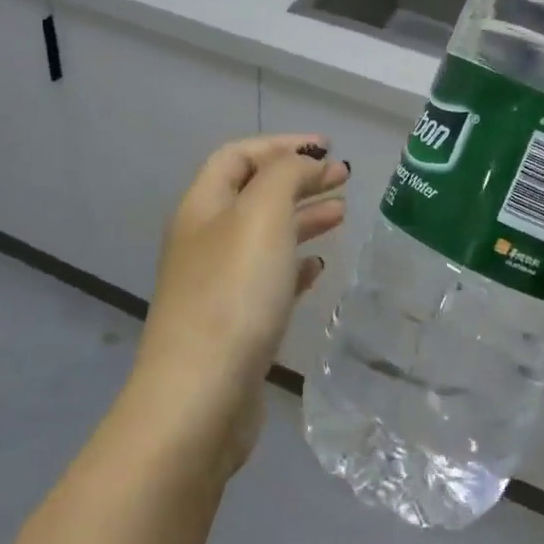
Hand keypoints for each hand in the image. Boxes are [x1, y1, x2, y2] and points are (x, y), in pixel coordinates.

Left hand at [134, 135, 349, 471]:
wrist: (199, 399)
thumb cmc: (233, 293)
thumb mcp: (262, 214)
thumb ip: (286, 175)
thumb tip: (307, 163)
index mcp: (203, 207)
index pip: (239, 155)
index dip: (281, 145)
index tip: (327, 148)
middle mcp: (205, 239)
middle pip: (254, 194)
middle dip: (298, 179)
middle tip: (343, 178)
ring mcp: (218, 283)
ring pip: (265, 235)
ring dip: (302, 218)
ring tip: (341, 214)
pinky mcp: (235, 323)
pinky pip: (269, 278)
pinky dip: (296, 264)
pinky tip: (319, 266)